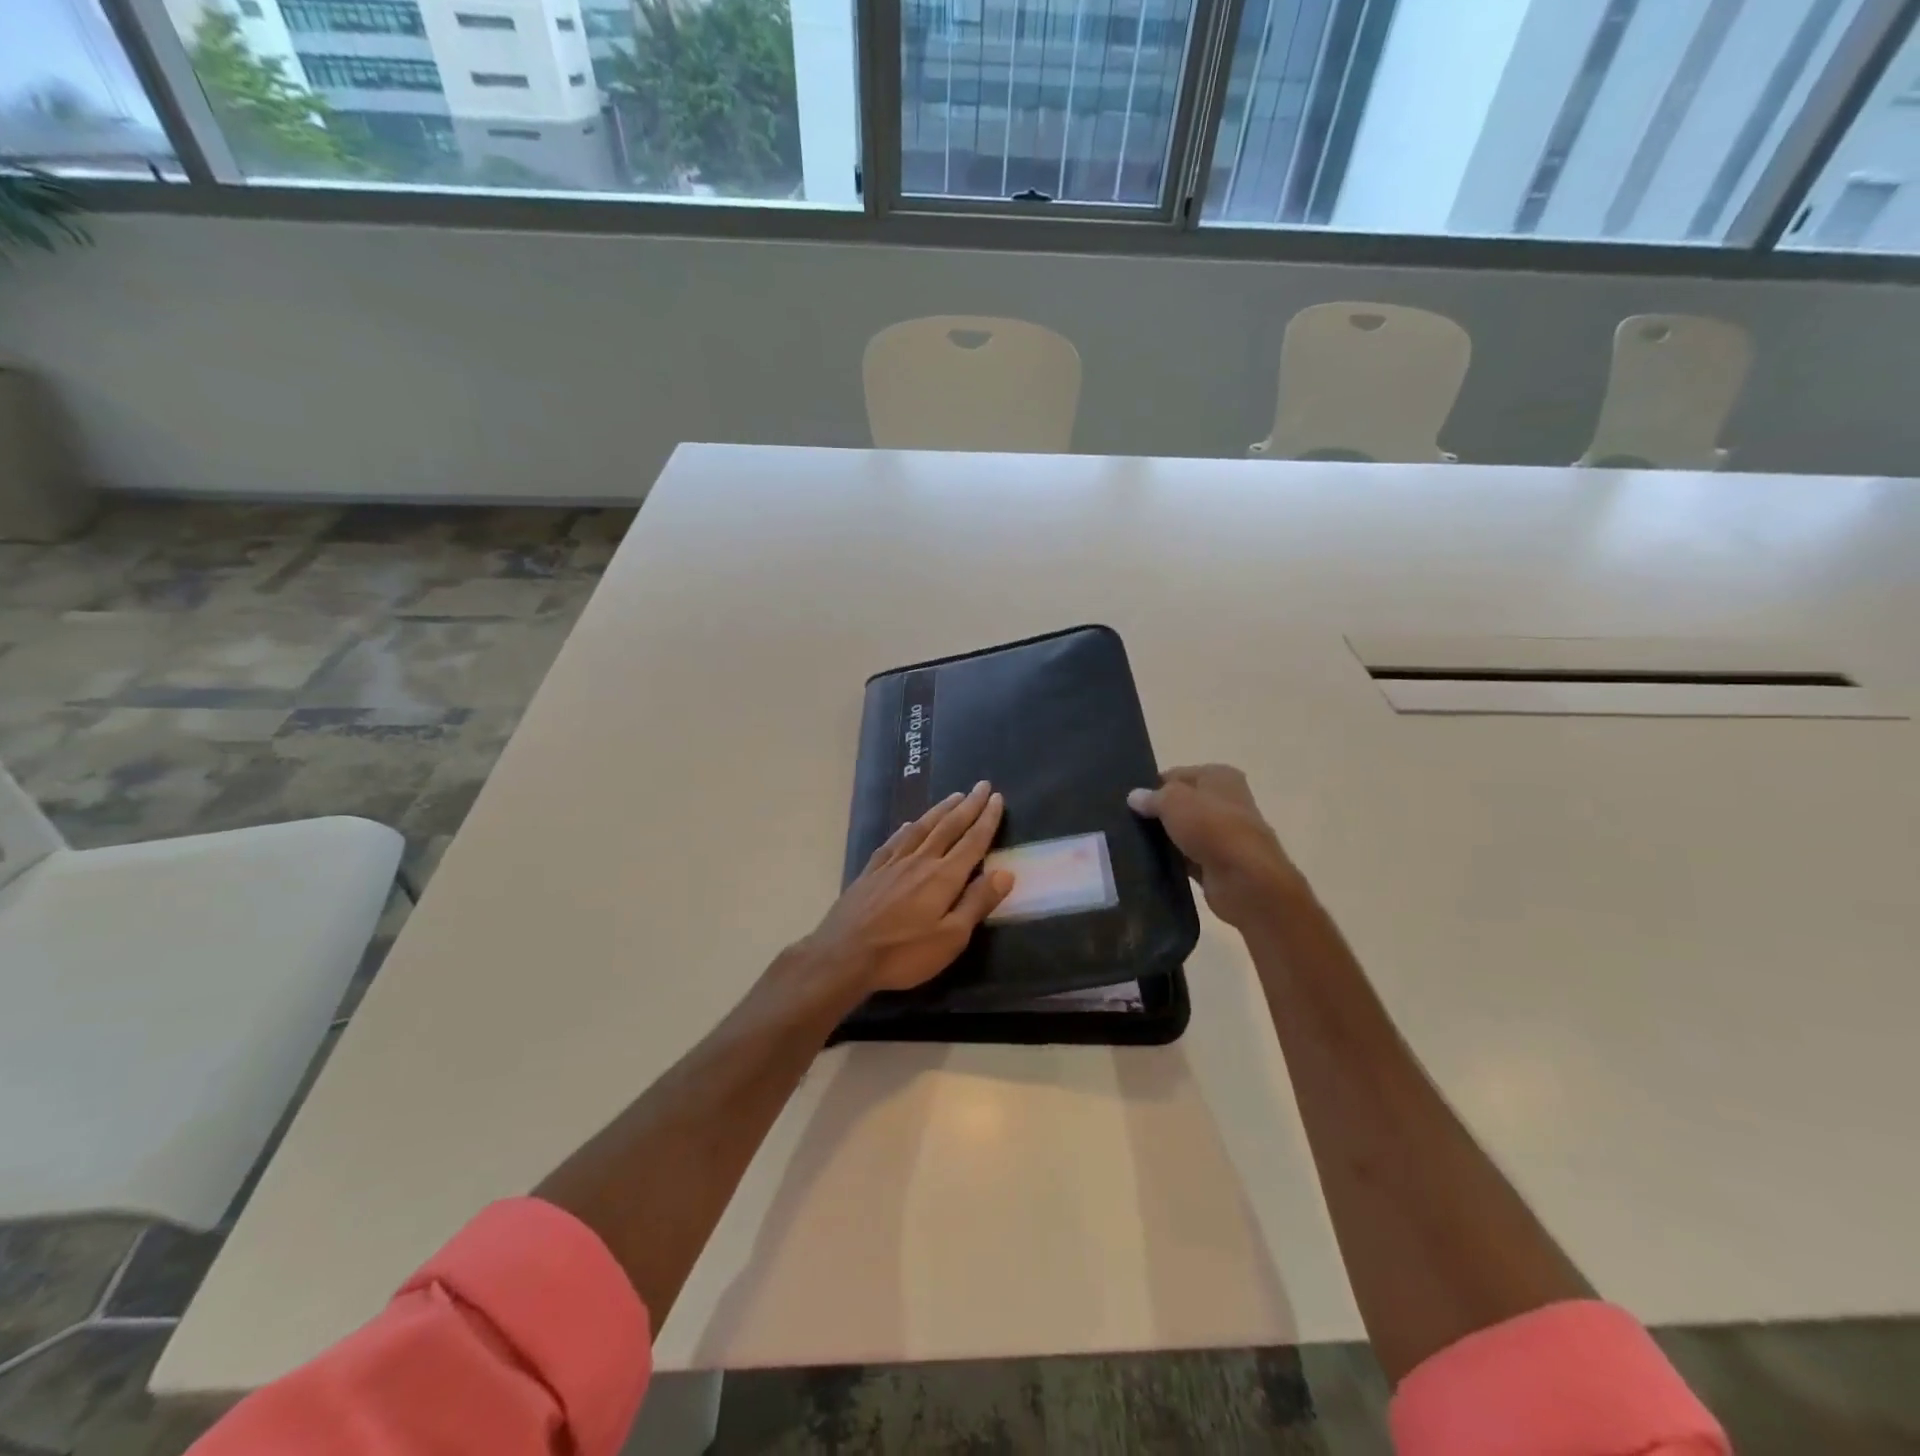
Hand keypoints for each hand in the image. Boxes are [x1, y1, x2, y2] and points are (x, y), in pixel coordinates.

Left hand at [802, 781, 1013, 995]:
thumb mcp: (951, 938)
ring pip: (921, 828)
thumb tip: (1005, 872)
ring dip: (940, 810)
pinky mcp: (871, 872)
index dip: (986, 819)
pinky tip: (908, 824)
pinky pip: (893, 842)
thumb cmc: (903, 953)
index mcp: (943, 876)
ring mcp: (892, 864)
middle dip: (968, 806)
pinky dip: (906, 829)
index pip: (972, 841)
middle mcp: (920, 861)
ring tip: (954, 796)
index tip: (996, 797)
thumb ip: (977, 903)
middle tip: (981, 785)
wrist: (843, 955)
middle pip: (948, 827)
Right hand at [1128, 764, 1304, 930]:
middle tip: (1126, 822)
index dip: (1153, 786)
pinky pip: (1187, 857)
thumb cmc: (1211, 827)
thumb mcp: (1173, 801)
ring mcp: (1224, 834)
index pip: (1176, 775)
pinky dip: (1172, 860)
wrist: (1245, 879)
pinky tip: (1149, 863)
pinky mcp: (1218, 863)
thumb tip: (1133, 797)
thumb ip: (1151, 797)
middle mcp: (1225, 801)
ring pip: (1183, 831)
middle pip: (1181, 803)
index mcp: (1219, 776)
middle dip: (1157, 813)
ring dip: (1164, 838)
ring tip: (1131, 843)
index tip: (1129, 801)